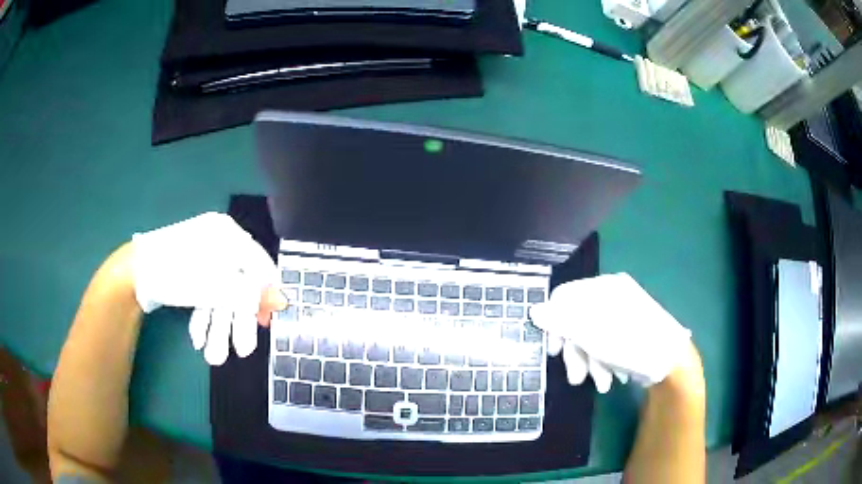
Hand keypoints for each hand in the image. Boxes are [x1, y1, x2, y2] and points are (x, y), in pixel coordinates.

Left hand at [132, 212, 286, 364]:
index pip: (258, 264)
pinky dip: (203, 316)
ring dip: (218, 327)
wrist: (132, 274)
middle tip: (242, 351)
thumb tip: (284, 300)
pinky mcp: (189, 272)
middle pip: (237, 284)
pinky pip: (204, 293)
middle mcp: (217, 242)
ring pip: (219, 293)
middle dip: (236, 322)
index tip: (267, 322)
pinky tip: (198, 339)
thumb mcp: (215, 286)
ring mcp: (201, 257)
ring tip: (215, 356)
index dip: (265, 295)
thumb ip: (250, 294)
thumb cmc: (175, 274)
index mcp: (226, 234)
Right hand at [529, 273, 690, 392]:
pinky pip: (607, 342)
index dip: (555, 325)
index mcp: (604, 288)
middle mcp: (613, 296)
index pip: (565, 298)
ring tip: (601, 383)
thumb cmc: (631, 343)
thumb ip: (561, 321)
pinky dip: (606, 361)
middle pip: (579, 321)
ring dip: (592, 362)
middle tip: (576, 378)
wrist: (672, 361)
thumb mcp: (592, 333)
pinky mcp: (630, 330)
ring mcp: (623, 313)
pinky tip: (611, 377)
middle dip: (577, 353)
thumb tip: (534, 310)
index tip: (555, 352)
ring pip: (593, 336)